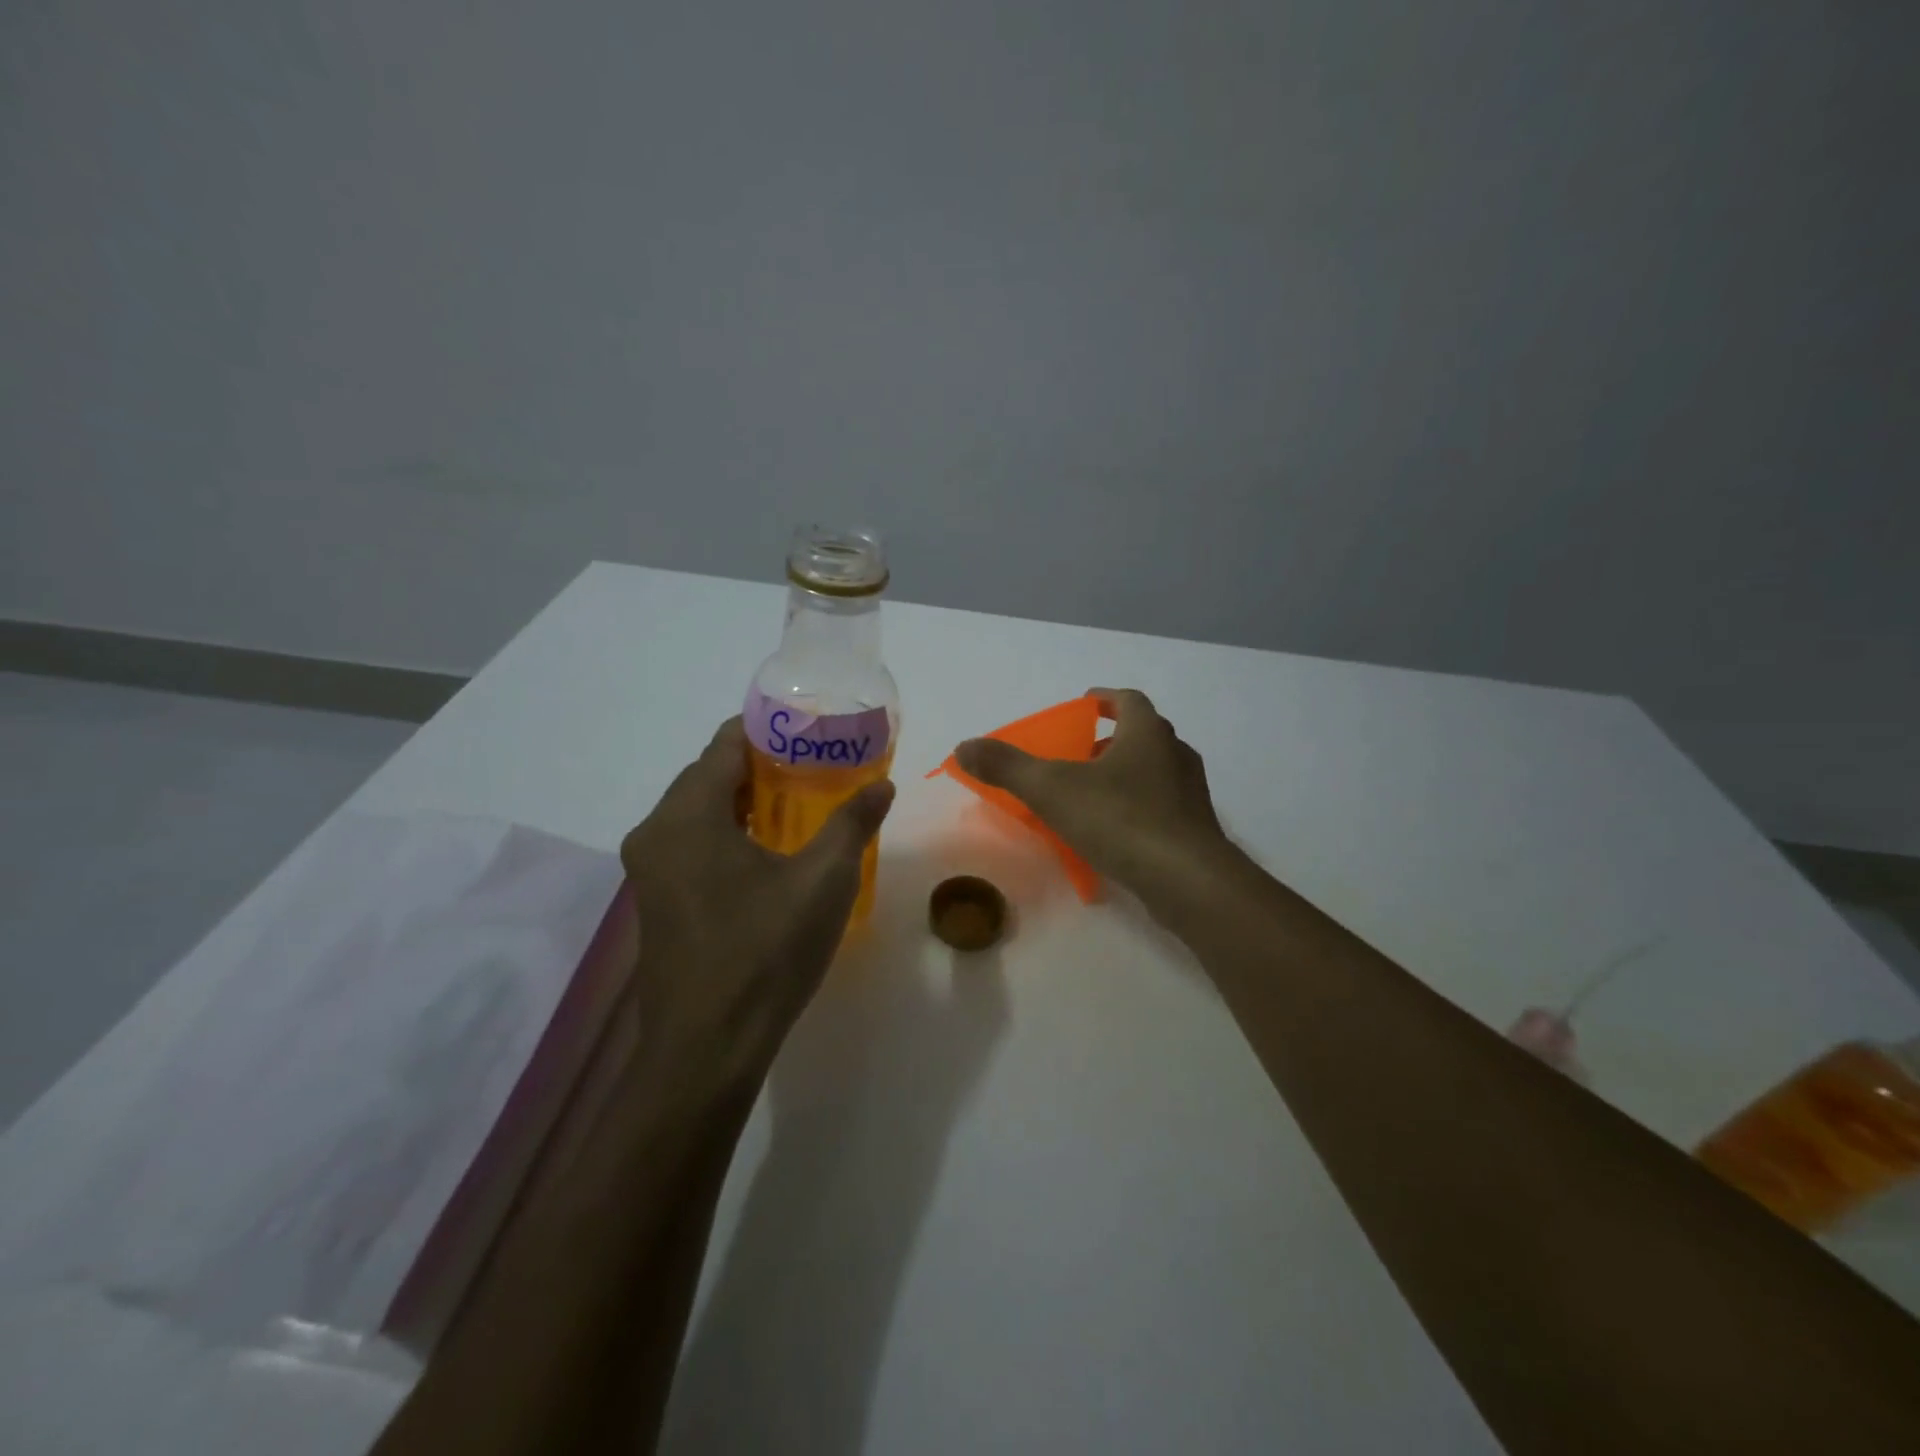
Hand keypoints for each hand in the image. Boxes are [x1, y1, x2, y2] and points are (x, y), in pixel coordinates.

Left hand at [620, 717, 893, 1086]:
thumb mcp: (822, 881)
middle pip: (709, 775)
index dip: (768, 730)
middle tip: (816, 764)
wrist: (707, 1049)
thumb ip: (852, 824)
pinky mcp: (657, 901)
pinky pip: (692, 844)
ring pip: (699, 812)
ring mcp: (650, 870)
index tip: (811, 729)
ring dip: (745, 800)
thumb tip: (883, 786)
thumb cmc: (764, 953)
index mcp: (687, 816)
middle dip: (761, 765)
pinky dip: (728, 832)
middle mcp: (656, 832)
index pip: (725, 744)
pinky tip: (769, 850)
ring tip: (800, 801)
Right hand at [954, 688, 1230, 897]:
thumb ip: (1007, 766)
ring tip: (1091, 795)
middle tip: (1078, 755)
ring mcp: (1191, 794)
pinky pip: (1162, 807)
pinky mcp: (1196, 830)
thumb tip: (964, 746)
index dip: (1104, 699)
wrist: (1186, 880)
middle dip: (1110, 740)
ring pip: (1154, 772)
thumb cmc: (1120, 819)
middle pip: (1142, 734)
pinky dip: (1137, 809)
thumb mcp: (1051, 789)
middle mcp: (1175, 754)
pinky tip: (1114, 833)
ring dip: (1125, 775)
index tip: (1083, 706)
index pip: (1127, 699)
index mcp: (1147, 732)